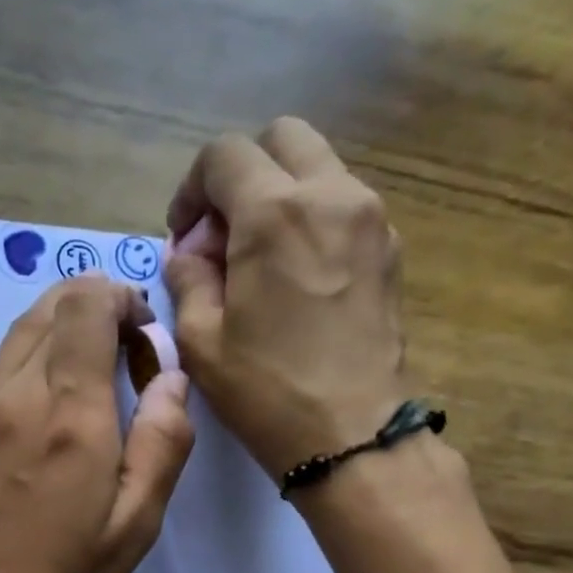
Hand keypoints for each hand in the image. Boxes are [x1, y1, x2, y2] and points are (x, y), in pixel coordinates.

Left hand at [0, 273, 193, 572]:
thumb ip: (162, 441)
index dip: (121, 300)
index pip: (86, 305)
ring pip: (19, 331)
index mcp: (69, 412)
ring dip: (61, 333)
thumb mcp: (133, 526)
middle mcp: (15, 393)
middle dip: (94, 308)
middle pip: (50, 304)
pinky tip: (47, 411)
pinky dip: (31, 361)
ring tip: (90, 383)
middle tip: (123, 357)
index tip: (143, 339)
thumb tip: (171, 377)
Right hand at [164, 117, 406, 481]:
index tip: (183, 237)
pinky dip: (311, 218)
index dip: (191, 189)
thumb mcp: (200, 340)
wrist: (351, 434)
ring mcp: (370, 218)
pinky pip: (343, 203)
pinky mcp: (389, 247)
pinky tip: (293, 276)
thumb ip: (187, 278)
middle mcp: (331, 195)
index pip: (224, 156)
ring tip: (256, 260)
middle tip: (221, 235)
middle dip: (240, 175)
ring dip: (278, 194)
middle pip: (281, 139)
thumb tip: (190, 252)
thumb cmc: (266, 390)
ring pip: (317, 167)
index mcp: (275, 213)